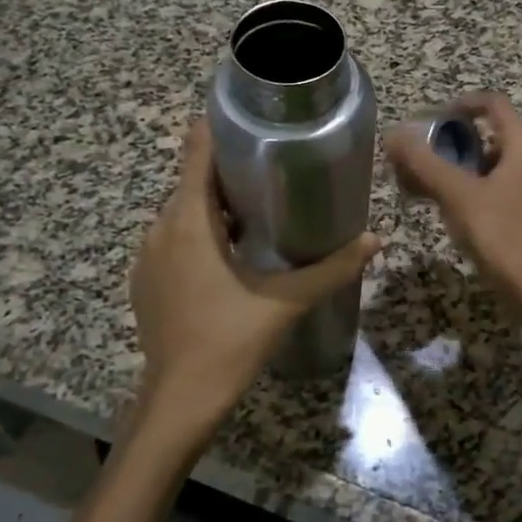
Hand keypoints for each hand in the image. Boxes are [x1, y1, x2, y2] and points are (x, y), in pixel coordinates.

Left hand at [129, 119, 381, 450]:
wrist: (179, 399)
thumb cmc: (230, 341)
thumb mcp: (286, 301)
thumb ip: (332, 268)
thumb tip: (376, 240)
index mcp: (189, 221)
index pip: (196, 153)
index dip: (218, 129)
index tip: (251, 121)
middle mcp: (160, 228)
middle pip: (192, 182)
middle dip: (230, 173)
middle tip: (274, 170)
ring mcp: (147, 256)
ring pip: (182, 213)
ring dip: (215, 208)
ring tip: (258, 211)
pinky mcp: (145, 280)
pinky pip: (172, 240)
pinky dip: (198, 236)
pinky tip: (229, 256)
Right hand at [383, 92, 521, 317]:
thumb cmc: (503, 238)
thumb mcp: (457, 197)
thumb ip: (424, 164)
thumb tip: (394, 134)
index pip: (496, 105)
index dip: (464, 104)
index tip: (435, 119)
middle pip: (497, 143)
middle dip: (459, 150)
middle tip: (428, 169)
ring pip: (504, 175)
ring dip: (471, 178)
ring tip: (440, 200)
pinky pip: (513, 200)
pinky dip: (487, 201)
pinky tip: (468, 227)